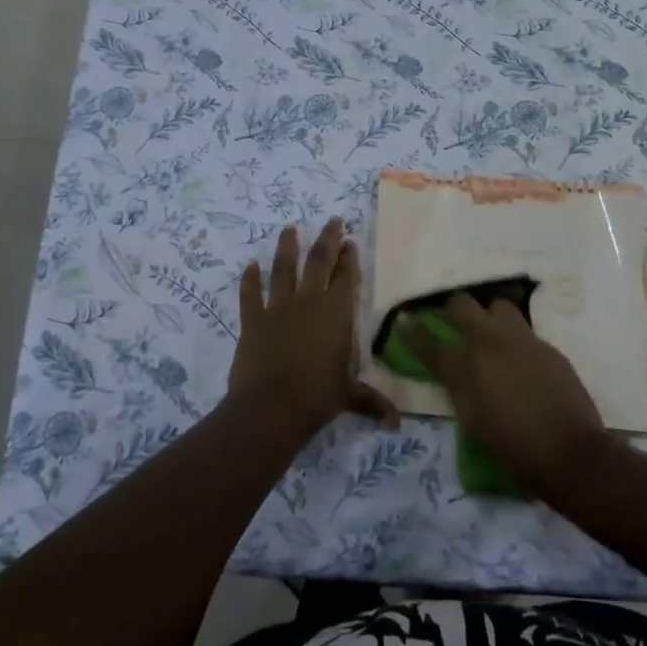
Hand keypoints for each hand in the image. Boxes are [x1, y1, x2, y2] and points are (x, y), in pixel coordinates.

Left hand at [228, 219, 396, 439]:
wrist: (270, 407)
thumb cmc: (317, 399)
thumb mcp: (349, 397)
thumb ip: (372, 403)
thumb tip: (397, 423)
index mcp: (337, 314)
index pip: (347, 278)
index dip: (350, 259)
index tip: (350, 242)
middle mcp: (309, 302)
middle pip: (319, 262)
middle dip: (328, 240)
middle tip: (333, 221)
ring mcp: (278, 307)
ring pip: (283, 269)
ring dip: (287, 247)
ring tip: (289, 229)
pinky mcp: (252, 319)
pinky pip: (250, 294)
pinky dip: (249, 279)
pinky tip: (250, 266)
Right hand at [404, 294, 608, 494]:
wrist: (569, 452)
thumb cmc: (513, 447)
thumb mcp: (472, 422)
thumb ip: (459, 389)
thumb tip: (454, 372)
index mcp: (465, 365)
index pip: (430, 342)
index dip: (413, 332)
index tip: (405, 322)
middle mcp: (490, 342)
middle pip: (462, 305)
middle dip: (452, 310)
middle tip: (453, 321)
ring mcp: (522, 340)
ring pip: (498, 306)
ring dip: (490, 316)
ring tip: (492, 335)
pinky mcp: (547, 347)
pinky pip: (525, 331)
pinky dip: (516, 340)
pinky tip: (521, 361)